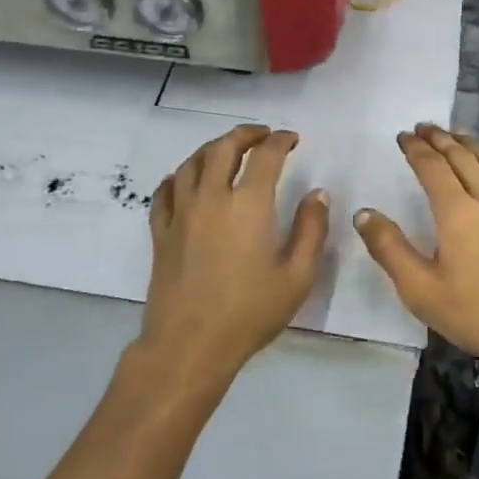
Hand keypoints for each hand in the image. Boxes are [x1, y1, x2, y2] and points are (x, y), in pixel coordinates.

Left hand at [139, 124, 329, 388]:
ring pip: (191, 163)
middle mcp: (211, 198)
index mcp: (248, 205)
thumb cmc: (250, 312)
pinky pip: (165, 191)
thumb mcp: (297, 276)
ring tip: (227, 150)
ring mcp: (181, 213)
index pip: (265, 155)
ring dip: (212, 148)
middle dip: (245, 134)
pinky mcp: (161, 232)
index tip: (292, 139)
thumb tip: (317, 194)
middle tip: (262, 135)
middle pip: (223, 147)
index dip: (281, 140)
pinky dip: (179, 176)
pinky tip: (187, 180)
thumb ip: (311, 229)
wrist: (190, 344)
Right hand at [355, 125, 478, 383]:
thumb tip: (364, 214)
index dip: (416, 149)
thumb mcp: (420, 289)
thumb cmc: (475, 314)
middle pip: (463, 158)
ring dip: (472, 145)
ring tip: (459, 135)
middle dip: (441, 139)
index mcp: (456, 212)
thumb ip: (389, 248)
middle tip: (425, 127)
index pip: (432, 167)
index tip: (403, 136)